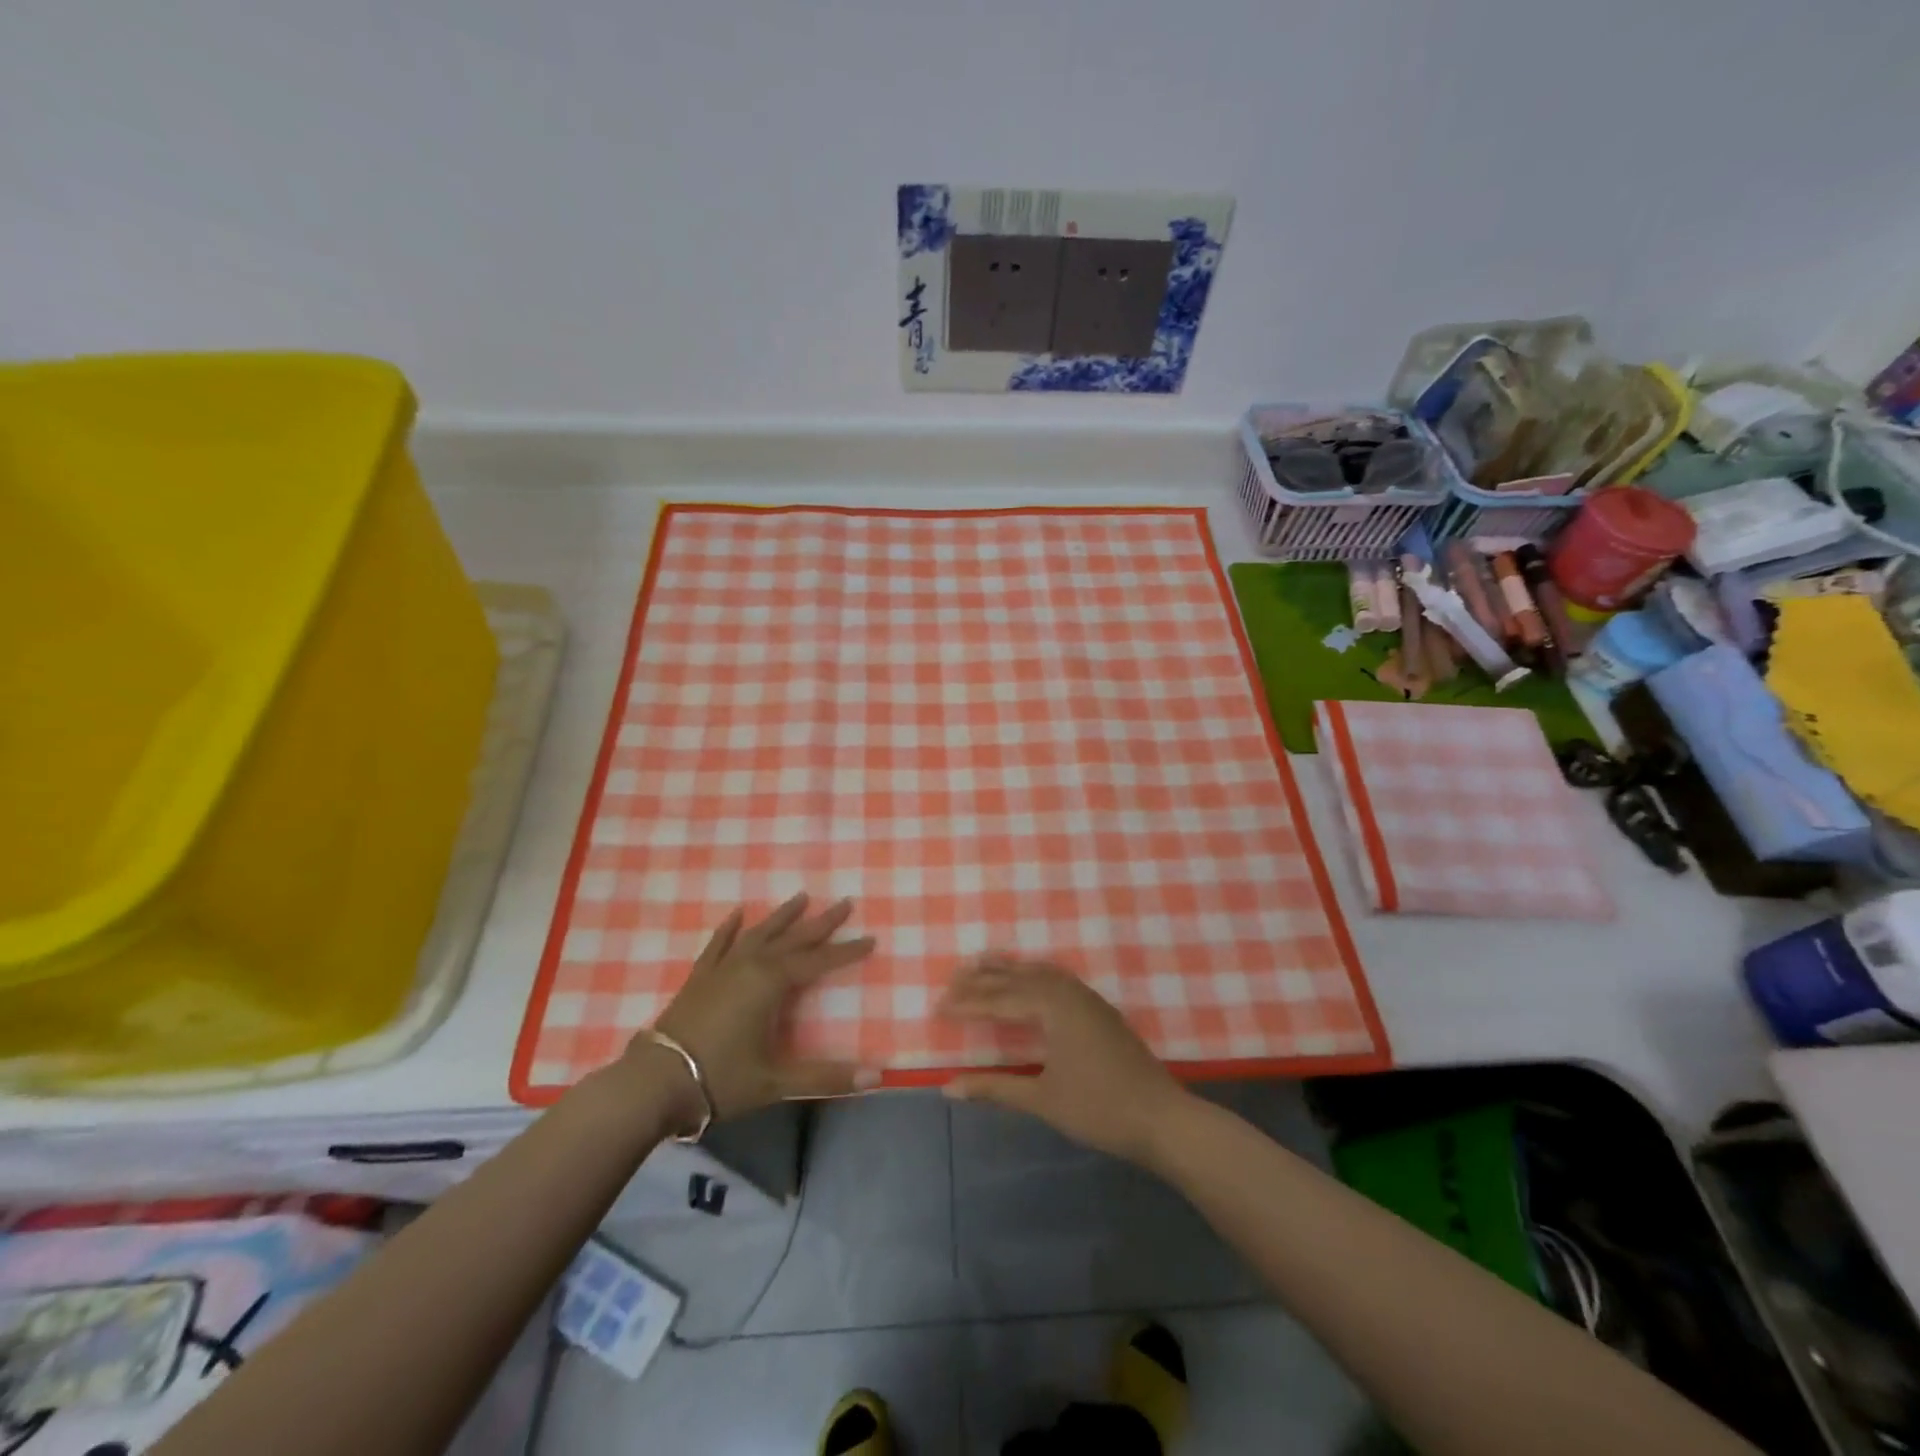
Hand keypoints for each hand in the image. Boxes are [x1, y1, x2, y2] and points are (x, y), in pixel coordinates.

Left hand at [627, 894, 878, 1129]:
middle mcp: (750, 965)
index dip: (846, 951)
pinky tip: (737, 913)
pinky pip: (719, 944)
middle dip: (821, 922)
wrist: (655, 1082)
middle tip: (845, 902)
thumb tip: (876, 1079)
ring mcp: (722, 968)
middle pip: (793, 938)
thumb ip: (826, 1078)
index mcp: (771, 983)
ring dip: (782, 916)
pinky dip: (730, 928)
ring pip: (759, 933)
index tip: (871, 938)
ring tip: (801, 897)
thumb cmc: (720, 1078)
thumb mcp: (776, 1081)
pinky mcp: (700, 977)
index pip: (818, 961)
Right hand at [937, 957, 1193, 1165]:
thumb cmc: (1100, 1109)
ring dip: (1010, 970)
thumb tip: (948, 1087)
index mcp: (1053, 1006)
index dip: (967, 1004)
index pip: (1000, 999)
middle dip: (984, 977)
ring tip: (984, 964)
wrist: (1162, 1118)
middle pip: (1019, 977)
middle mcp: (1069, 991)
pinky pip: (1057, 979)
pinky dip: (1034, 975)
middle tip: (953, 977)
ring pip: (1040, 973)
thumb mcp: (1042, 1099)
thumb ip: (995, 1088)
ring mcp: (1088, 998)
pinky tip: (1029, 982)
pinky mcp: (1098, 1010)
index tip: (937, 1006)